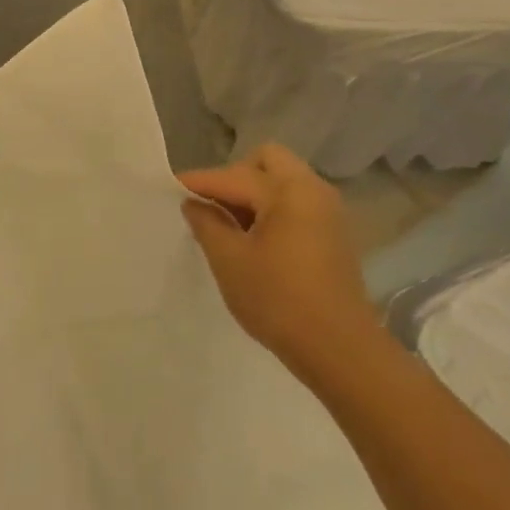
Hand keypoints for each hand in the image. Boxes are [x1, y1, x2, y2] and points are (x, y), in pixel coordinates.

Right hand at [179, 144, 375, 376]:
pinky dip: (271, 208)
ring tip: (228, 224)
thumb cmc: (278, 301)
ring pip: (283, 181)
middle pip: (266, 161)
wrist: (339, 348)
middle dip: (234, 176)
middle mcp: (313, 189)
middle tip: (211, 205)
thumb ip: (207, 224)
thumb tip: (194, 203)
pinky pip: (296, 202)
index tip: (171, 187)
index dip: (199, 181)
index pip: (234, 175)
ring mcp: (328, 211)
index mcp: (288, 191)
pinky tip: (253, 238)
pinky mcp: (333, 233)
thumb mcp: (229, 261)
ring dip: (253, 193)